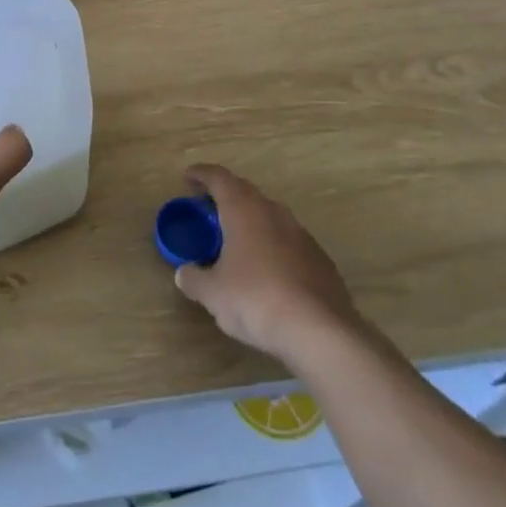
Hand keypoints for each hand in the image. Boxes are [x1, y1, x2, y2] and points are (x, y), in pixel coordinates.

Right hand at [172, 164, 361, 367]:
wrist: (321, 332)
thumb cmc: (256, 300)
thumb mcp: (213, 294)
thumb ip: (194, 279)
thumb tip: (184, 273)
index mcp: (244, 210)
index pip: (219, 178)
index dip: (202, 174)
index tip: (188, 177)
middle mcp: (273, 213)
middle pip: (246, 192)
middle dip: (226, 195)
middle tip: (208, 208)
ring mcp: (301, 234)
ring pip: (270, 215)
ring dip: (251, 220)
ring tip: (236, 239)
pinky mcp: (320, 259)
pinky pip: (288, 241)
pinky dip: (272, 245)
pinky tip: (267, 270)